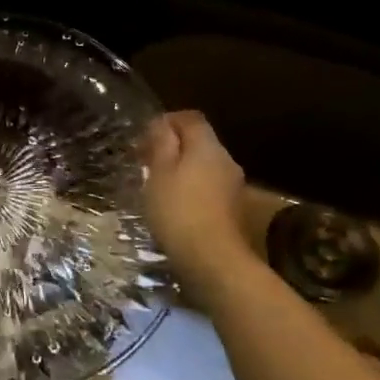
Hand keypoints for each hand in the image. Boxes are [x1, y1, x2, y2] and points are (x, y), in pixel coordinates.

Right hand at [143, 111, 257, 303]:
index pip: (190, 118)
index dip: (167, 121)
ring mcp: (233, 186)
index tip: (145, 138)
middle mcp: (226, 160)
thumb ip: (161, 144)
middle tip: (147, 163)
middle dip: (174, 147)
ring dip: (183, 170)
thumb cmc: (179, 210)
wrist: (213, 261)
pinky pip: (209, 187)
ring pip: (204, 166)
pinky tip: (176, 207)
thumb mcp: (160, 172)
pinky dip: (192, 189)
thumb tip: (162, 124)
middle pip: (199, 142)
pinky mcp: (234, 210)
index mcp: (207, 146)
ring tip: (158, 187)